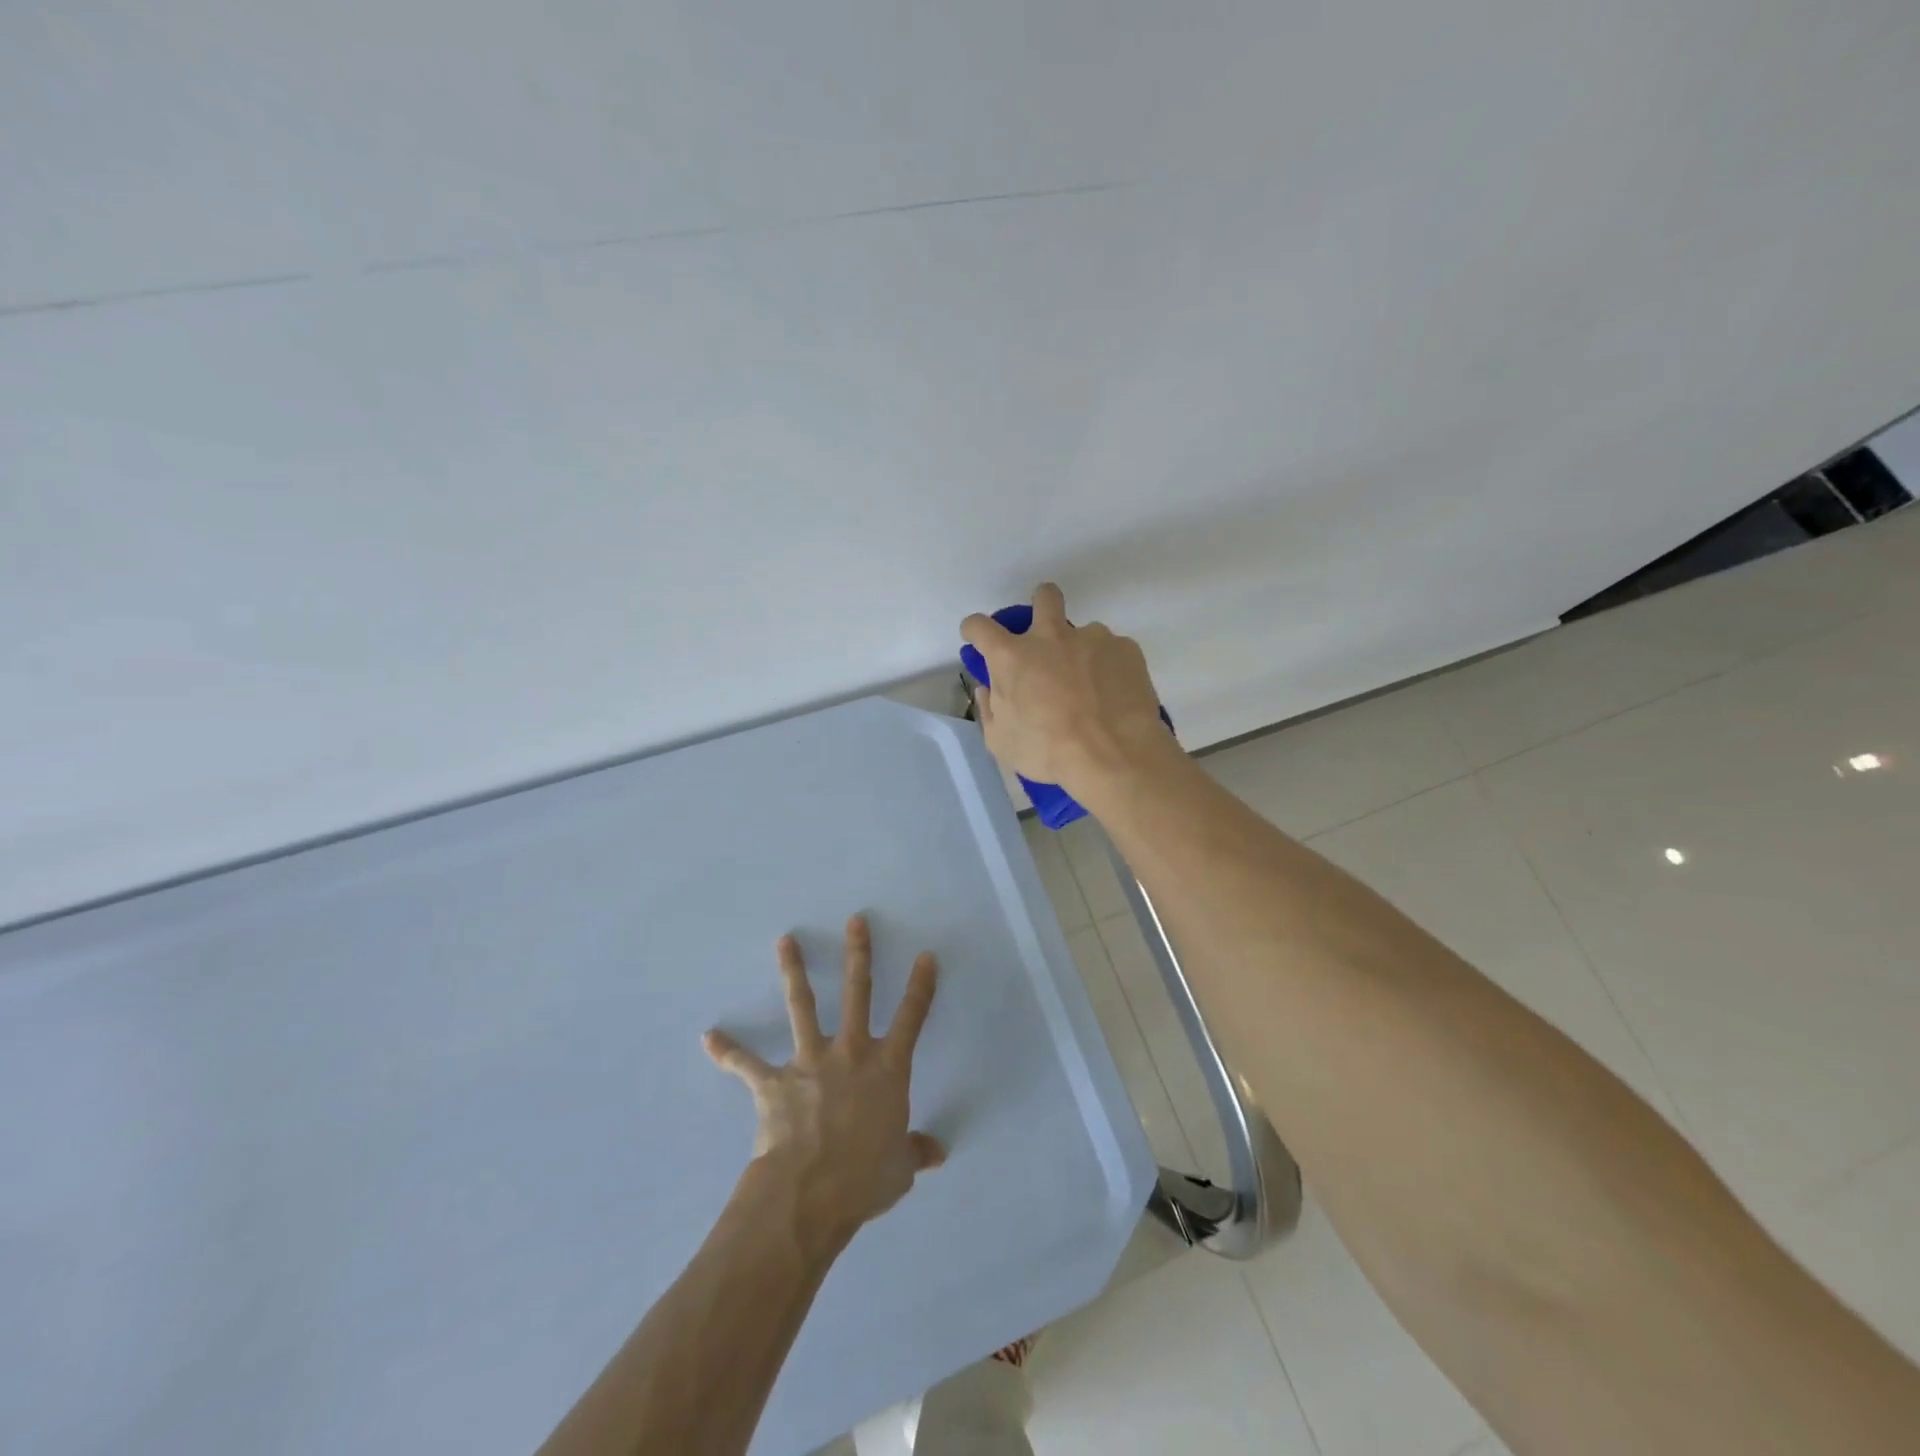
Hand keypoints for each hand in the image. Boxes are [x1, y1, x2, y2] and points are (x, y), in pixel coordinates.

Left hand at [704, 914, 943, 1246]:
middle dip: (858, 953)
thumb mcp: (900, 1169)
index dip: (920, 986)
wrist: (807, 1195)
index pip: (911, 1018)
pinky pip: (747, 1064)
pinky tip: (709, 1037)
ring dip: (793, 971)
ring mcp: (809, 1062)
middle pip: (857, 992)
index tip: (925, 955)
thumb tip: (938, 1152)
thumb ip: (916, 1152)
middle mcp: (850, 1053)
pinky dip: (728, 1051)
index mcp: (886, 1068)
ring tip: (785, 940)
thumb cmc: (863, 1179)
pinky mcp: (773, 1083)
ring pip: (802, 1006)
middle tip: (855, 920)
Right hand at [960, 582, 1174, 795]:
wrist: (1113, 755)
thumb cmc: (1048, 752)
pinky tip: (1115, 697)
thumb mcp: (1001, 741)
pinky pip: (1113, 652)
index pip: (980, 626)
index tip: (978, 639)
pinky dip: (1110, 669)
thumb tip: (989, 688)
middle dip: (1041, 604)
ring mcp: (1093, 638)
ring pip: (1085, 632)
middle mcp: (1051, 636)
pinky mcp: (1126, 649)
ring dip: (1081, 652)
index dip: (975, 630)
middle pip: (1044, 597)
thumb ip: (990, 708)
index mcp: (1012, 657)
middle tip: (1046, 634)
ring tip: (1092, 688)